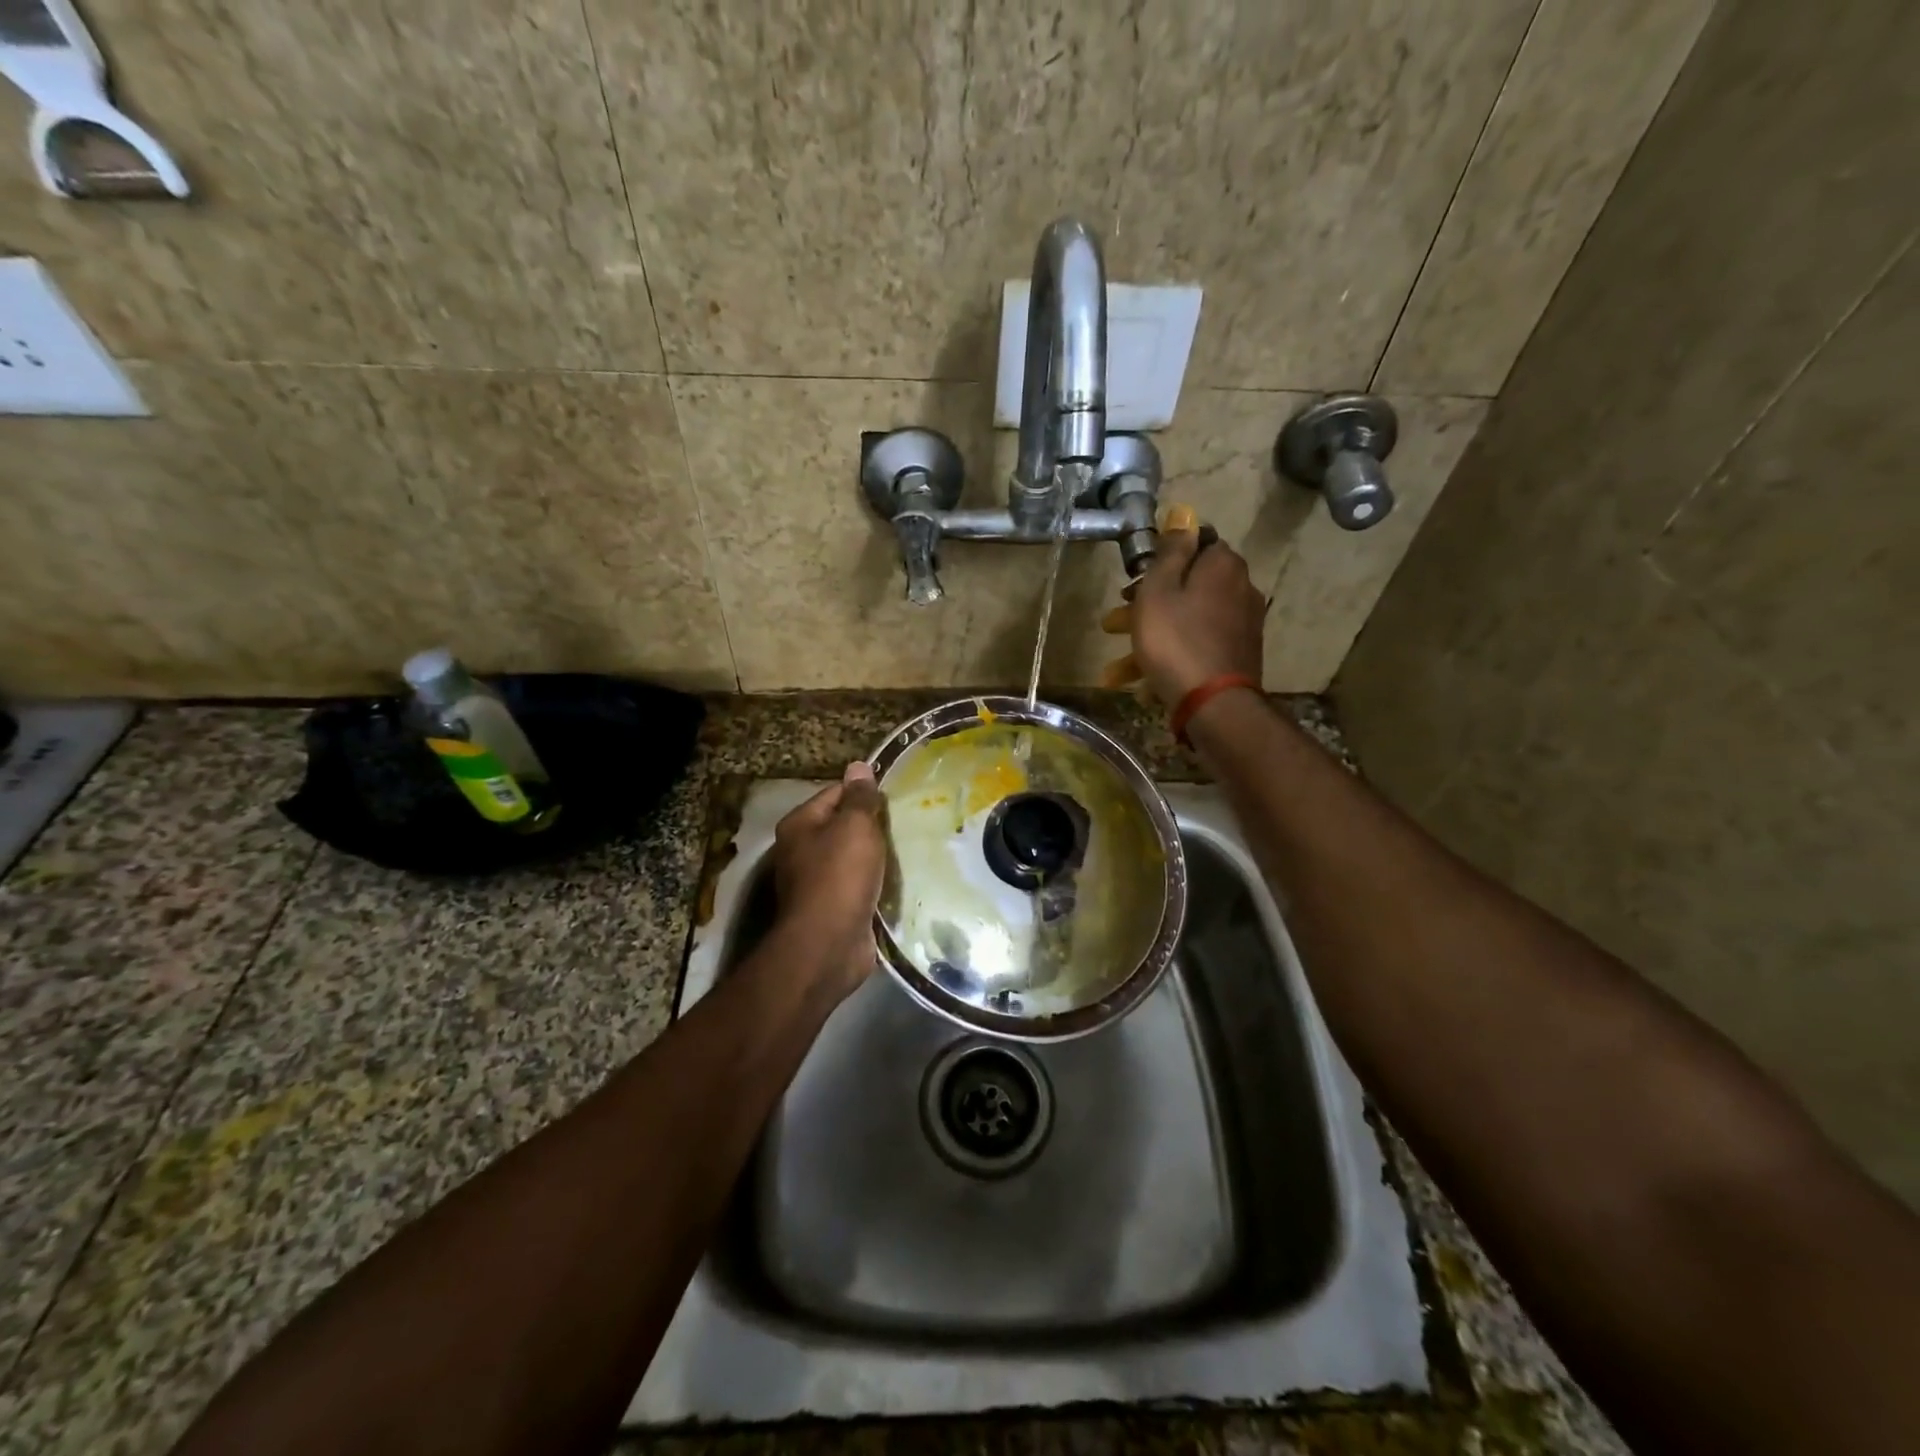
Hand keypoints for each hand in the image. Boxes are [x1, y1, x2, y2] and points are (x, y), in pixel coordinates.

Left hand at [771, 762, 888, 997]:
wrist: (829, 944)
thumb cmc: (840, 876)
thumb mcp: (855, 826)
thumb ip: (860, 797)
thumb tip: (858, 766)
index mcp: (800, 824)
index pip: (835, 793)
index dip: (864, 793)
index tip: (896, 798)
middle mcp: (802, 850)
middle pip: (844, 826)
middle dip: (874, 826)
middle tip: (909, 822)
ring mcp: (816, 882)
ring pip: (854, 858)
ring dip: (878, 856)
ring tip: (911, 849)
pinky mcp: (834, 908)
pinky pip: (860, 885)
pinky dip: (877, 883)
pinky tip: (900, 880)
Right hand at [1131, 528, 1265, 705]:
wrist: (1213, 703)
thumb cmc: (1175, 640)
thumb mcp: (1159, 589)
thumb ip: (1171, 551)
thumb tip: (1183, 514)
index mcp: (1222, 565)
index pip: (1195, 543)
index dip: (1162, 557)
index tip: (1136, 578)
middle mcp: (1241, 588)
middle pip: (1188, 585)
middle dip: (1149, 602)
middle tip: (1116, 620)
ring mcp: (1242, 624)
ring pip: (1188, 620)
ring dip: (1152, 637)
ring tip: (1117, 667)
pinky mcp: (1238, 655)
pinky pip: (1197, 646)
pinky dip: (1171, 657)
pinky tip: (1143, 683)